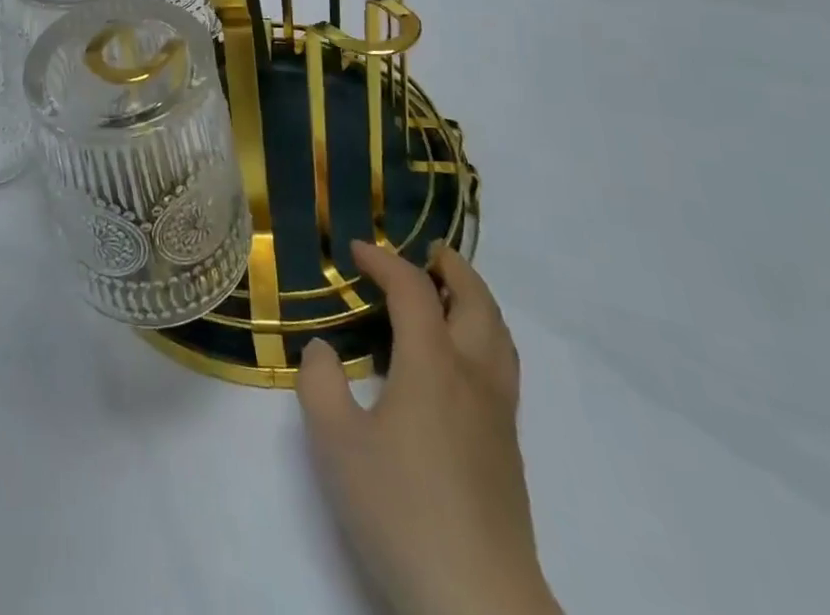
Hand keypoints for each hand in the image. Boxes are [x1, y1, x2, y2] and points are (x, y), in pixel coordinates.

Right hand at [298, 241, 559, 614]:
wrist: (479, 605)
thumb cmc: (402, 511)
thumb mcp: (336, 443)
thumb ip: (321, 384)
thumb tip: (324, 351)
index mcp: (433, 365)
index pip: (413, 290)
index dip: (384, 261)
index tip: (355, 251)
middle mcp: (473, 377)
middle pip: (476, 303)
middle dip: (452, 269)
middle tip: (429, 252)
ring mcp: (498, 416)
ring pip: (499, 336)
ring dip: (476, 300)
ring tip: (450, 293)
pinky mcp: (508, 450)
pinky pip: (502, 367)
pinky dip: (485, 336)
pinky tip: (460, 360)